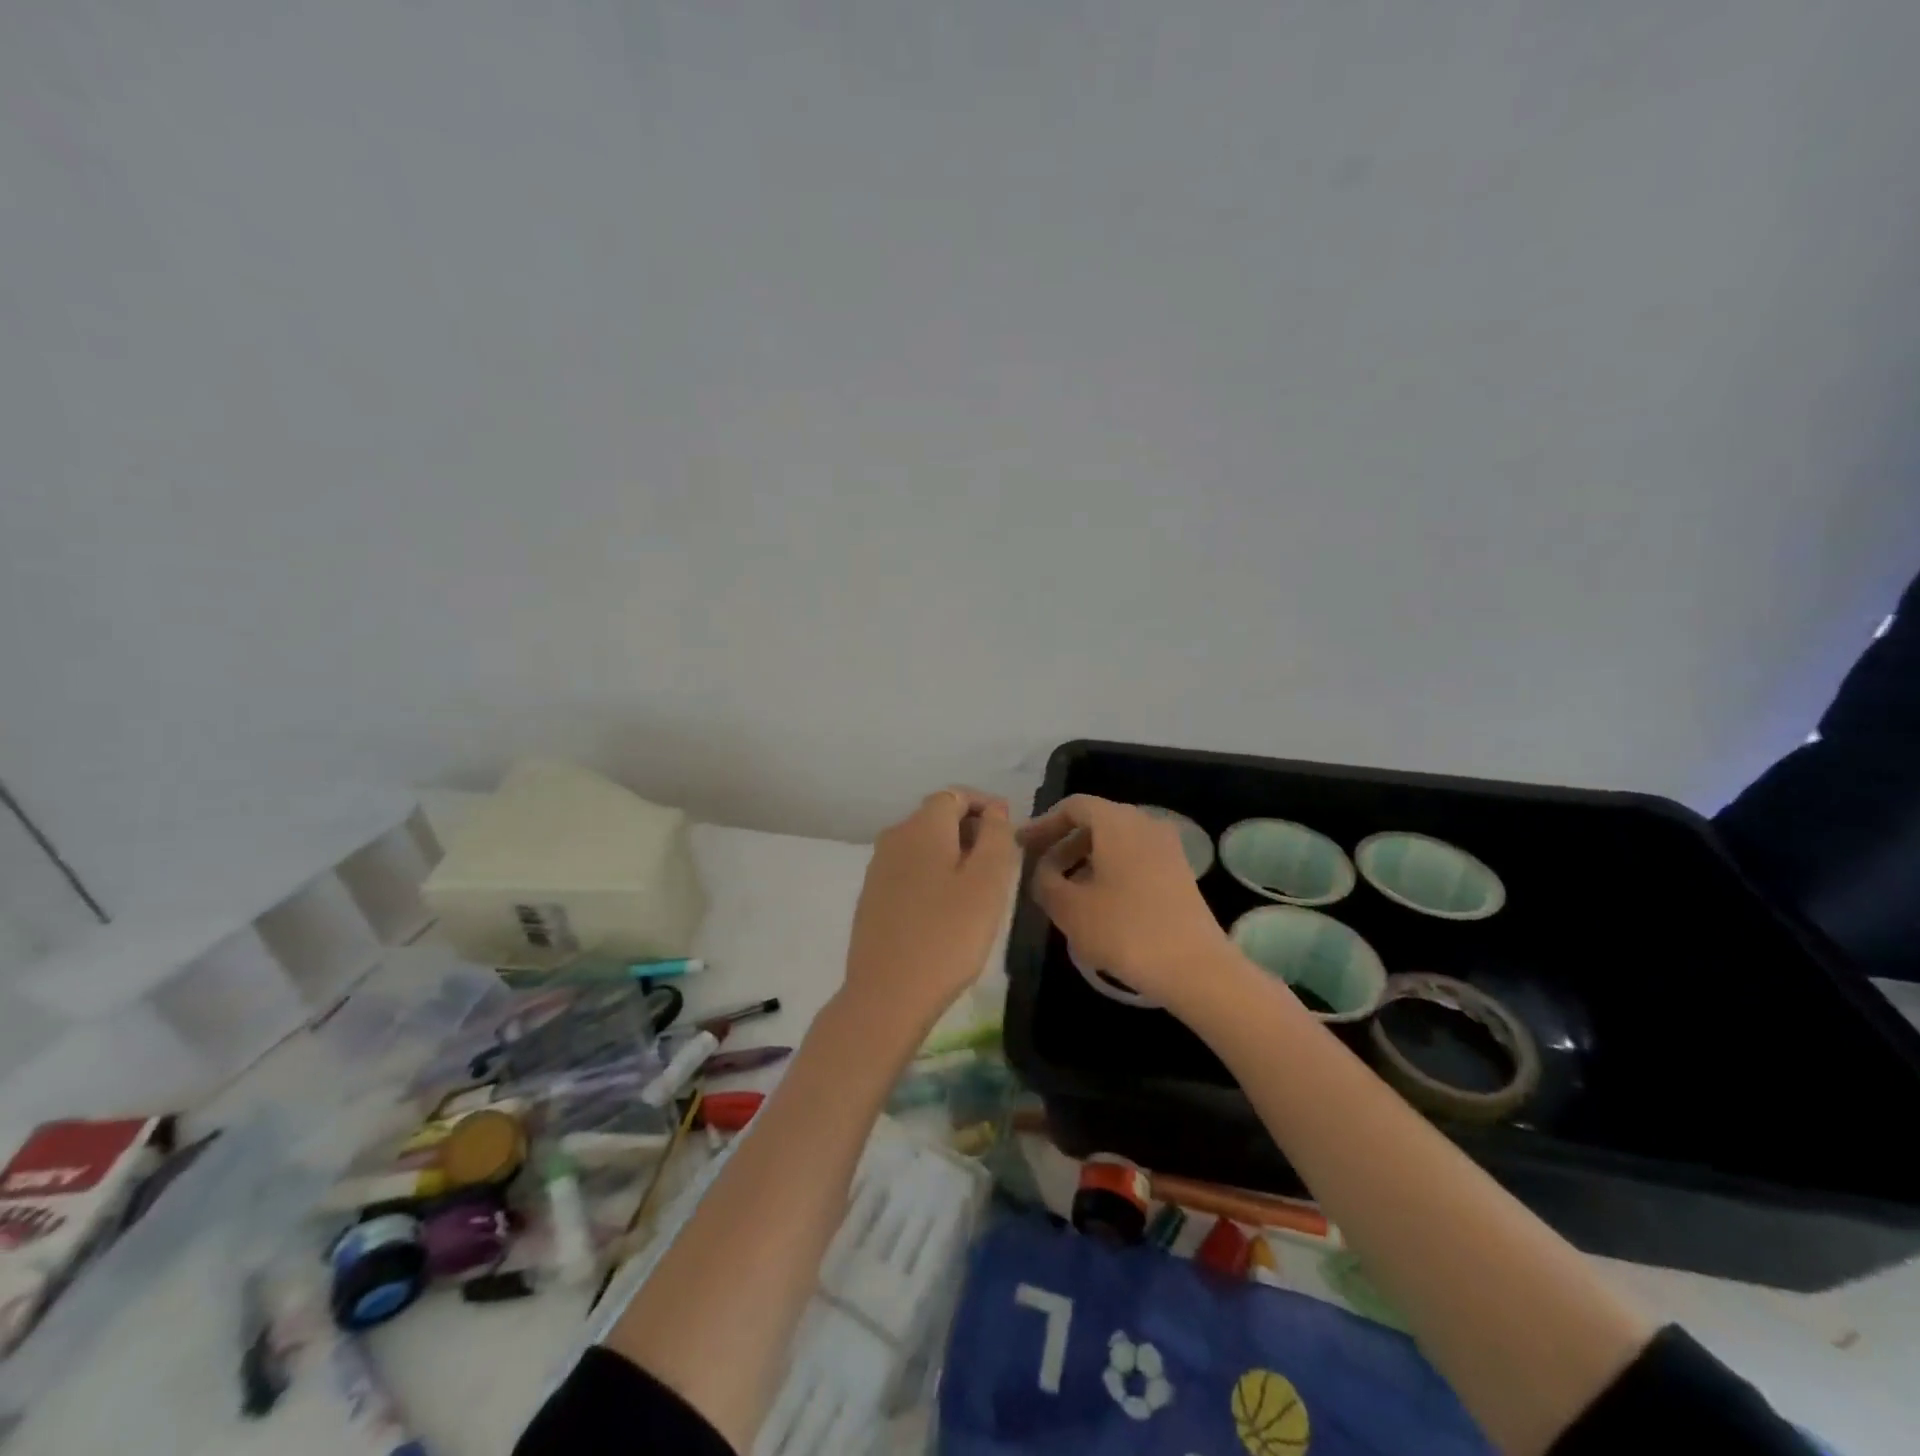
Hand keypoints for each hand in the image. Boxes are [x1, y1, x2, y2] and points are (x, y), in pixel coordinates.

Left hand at [843, 787, 1018, 1032]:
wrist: (887, 994)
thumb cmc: (948, 934)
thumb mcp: (988, 882)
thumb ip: (996, 836)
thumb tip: (995, 810)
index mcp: (922, 826)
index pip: (955, 794)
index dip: (986, 806)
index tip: (1011, 832)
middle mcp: (894, 837)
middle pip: (937, 817)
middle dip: (972, 831)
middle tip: (1001, 865)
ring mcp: (878, 868)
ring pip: (924, 845)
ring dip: (953, 855)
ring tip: (979, 890)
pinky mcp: (872, 897)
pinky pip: (910, 870)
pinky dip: (933, 876)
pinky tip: (948, 909)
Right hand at [1019, 795, 1232, 1005]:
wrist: (1194, 967)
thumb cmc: (1124, 930)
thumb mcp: (1068, 908)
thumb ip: (1044, 881)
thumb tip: (1043, 870)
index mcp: (1116, 822)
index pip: (1072, 807)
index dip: (1043, 824)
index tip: (1021, 846)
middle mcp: (1144, 824)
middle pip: (1095, 821)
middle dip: (1063, 842)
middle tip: (1039, 869)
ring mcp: (1167, 848)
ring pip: (1116, 842)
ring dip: (1085, 859)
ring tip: (1063, 891)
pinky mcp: (1179, 873)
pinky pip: (1134, 859)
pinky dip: (1109, 871)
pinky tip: (1097, 903)